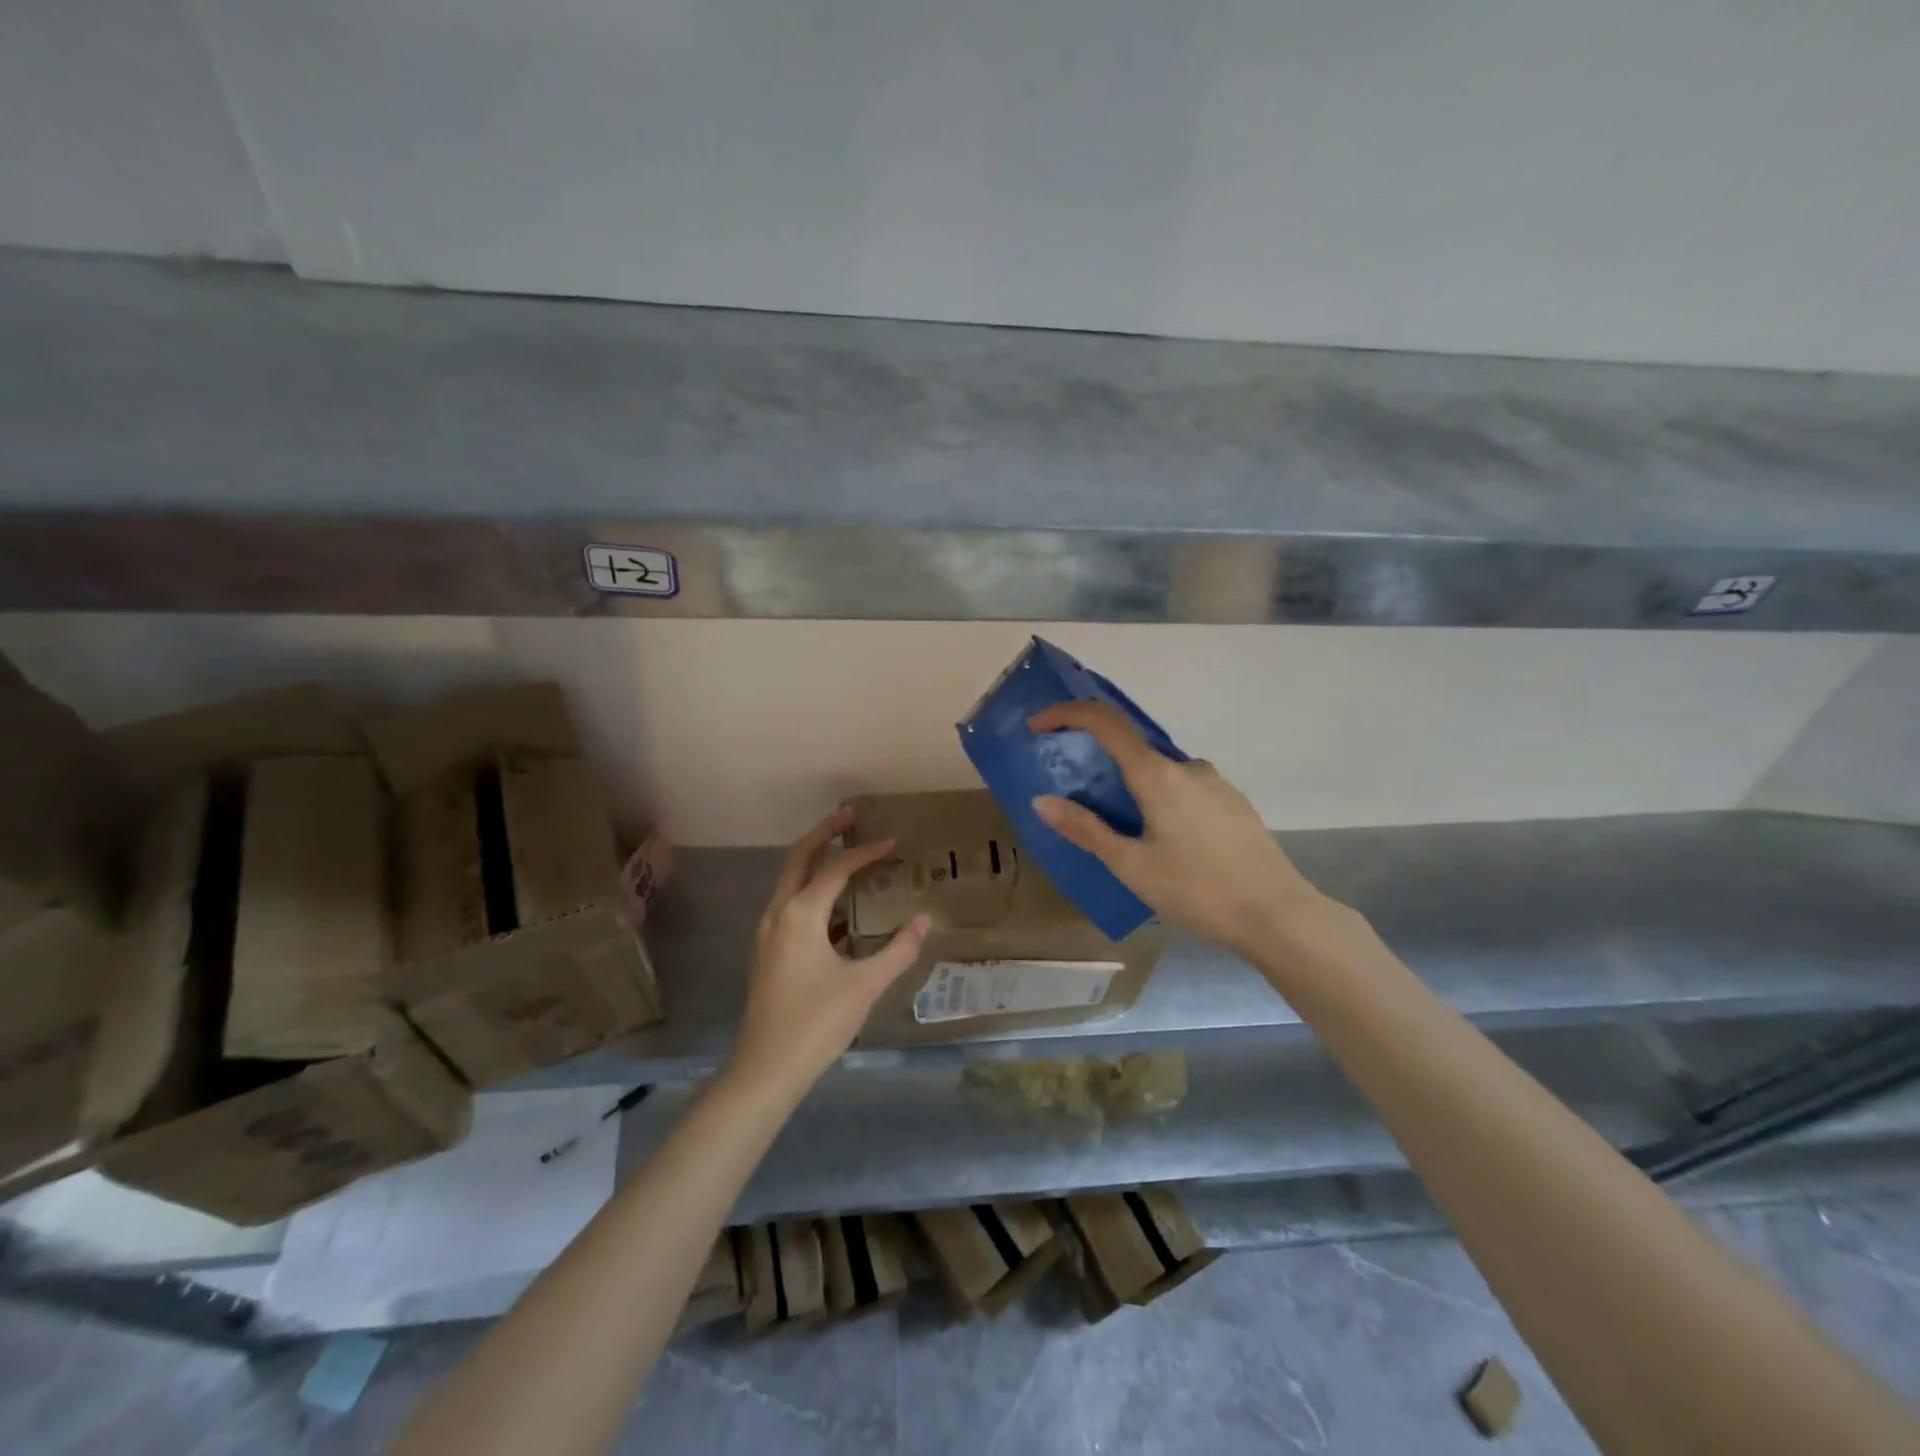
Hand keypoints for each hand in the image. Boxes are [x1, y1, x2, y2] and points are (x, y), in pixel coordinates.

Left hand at [729, 809, 930, 1098]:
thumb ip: (898, 949)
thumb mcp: (865, 986)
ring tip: (846, 850)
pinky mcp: (768, 950)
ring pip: (791, 880)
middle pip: (799, 858)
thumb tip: (925, 919)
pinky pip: (791, 903)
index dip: (865, 852)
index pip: (835, 869)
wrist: (766, 1069)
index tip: (893, 841)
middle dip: (825, 833)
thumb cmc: (816, 1024)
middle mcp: (778, 913)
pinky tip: (838, 906)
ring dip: (816, 860)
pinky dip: (812, 890)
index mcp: (799, 915)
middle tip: (851, 815)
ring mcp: (768, 932)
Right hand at [1029, 702, 1341, 960]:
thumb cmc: (1197, 890)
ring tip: (1127, 838)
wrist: (1278, 915)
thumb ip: (1086, 829)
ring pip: (1160, 774)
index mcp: (1158, 775)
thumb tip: (1042, 801)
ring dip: (1134, 790)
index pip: (1106, 722)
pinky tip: (1168, 845)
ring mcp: (1216, 783)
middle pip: (1133, 749)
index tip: (1038, 725)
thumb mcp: (1131, 865)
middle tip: (1080, 803)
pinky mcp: (1233, 803)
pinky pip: (1184, 789)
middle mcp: (1187, 767)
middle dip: (1100, 766)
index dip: (1068, 714)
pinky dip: (1161, 801)